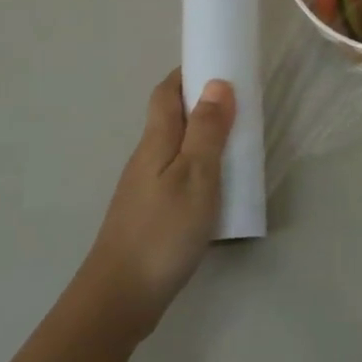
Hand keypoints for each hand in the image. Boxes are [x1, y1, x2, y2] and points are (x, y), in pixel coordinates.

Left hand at [76, 70, 233, 341]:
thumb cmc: (163, 231)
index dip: (188, 73)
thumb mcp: (196, 176)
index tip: (219, 63)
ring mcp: (145, 187)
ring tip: (237, 142)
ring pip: (175, 147)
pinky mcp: (150, 213)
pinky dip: (199, 165)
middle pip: (170, 118)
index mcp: (156, 142)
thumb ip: (208, 131)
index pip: (166, 93)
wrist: (120, 297)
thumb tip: (217, 83)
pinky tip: (217, 185)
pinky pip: (177, 173)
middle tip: (241, 104)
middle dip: (202, 103)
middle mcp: (146, 158)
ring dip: (203, 136)